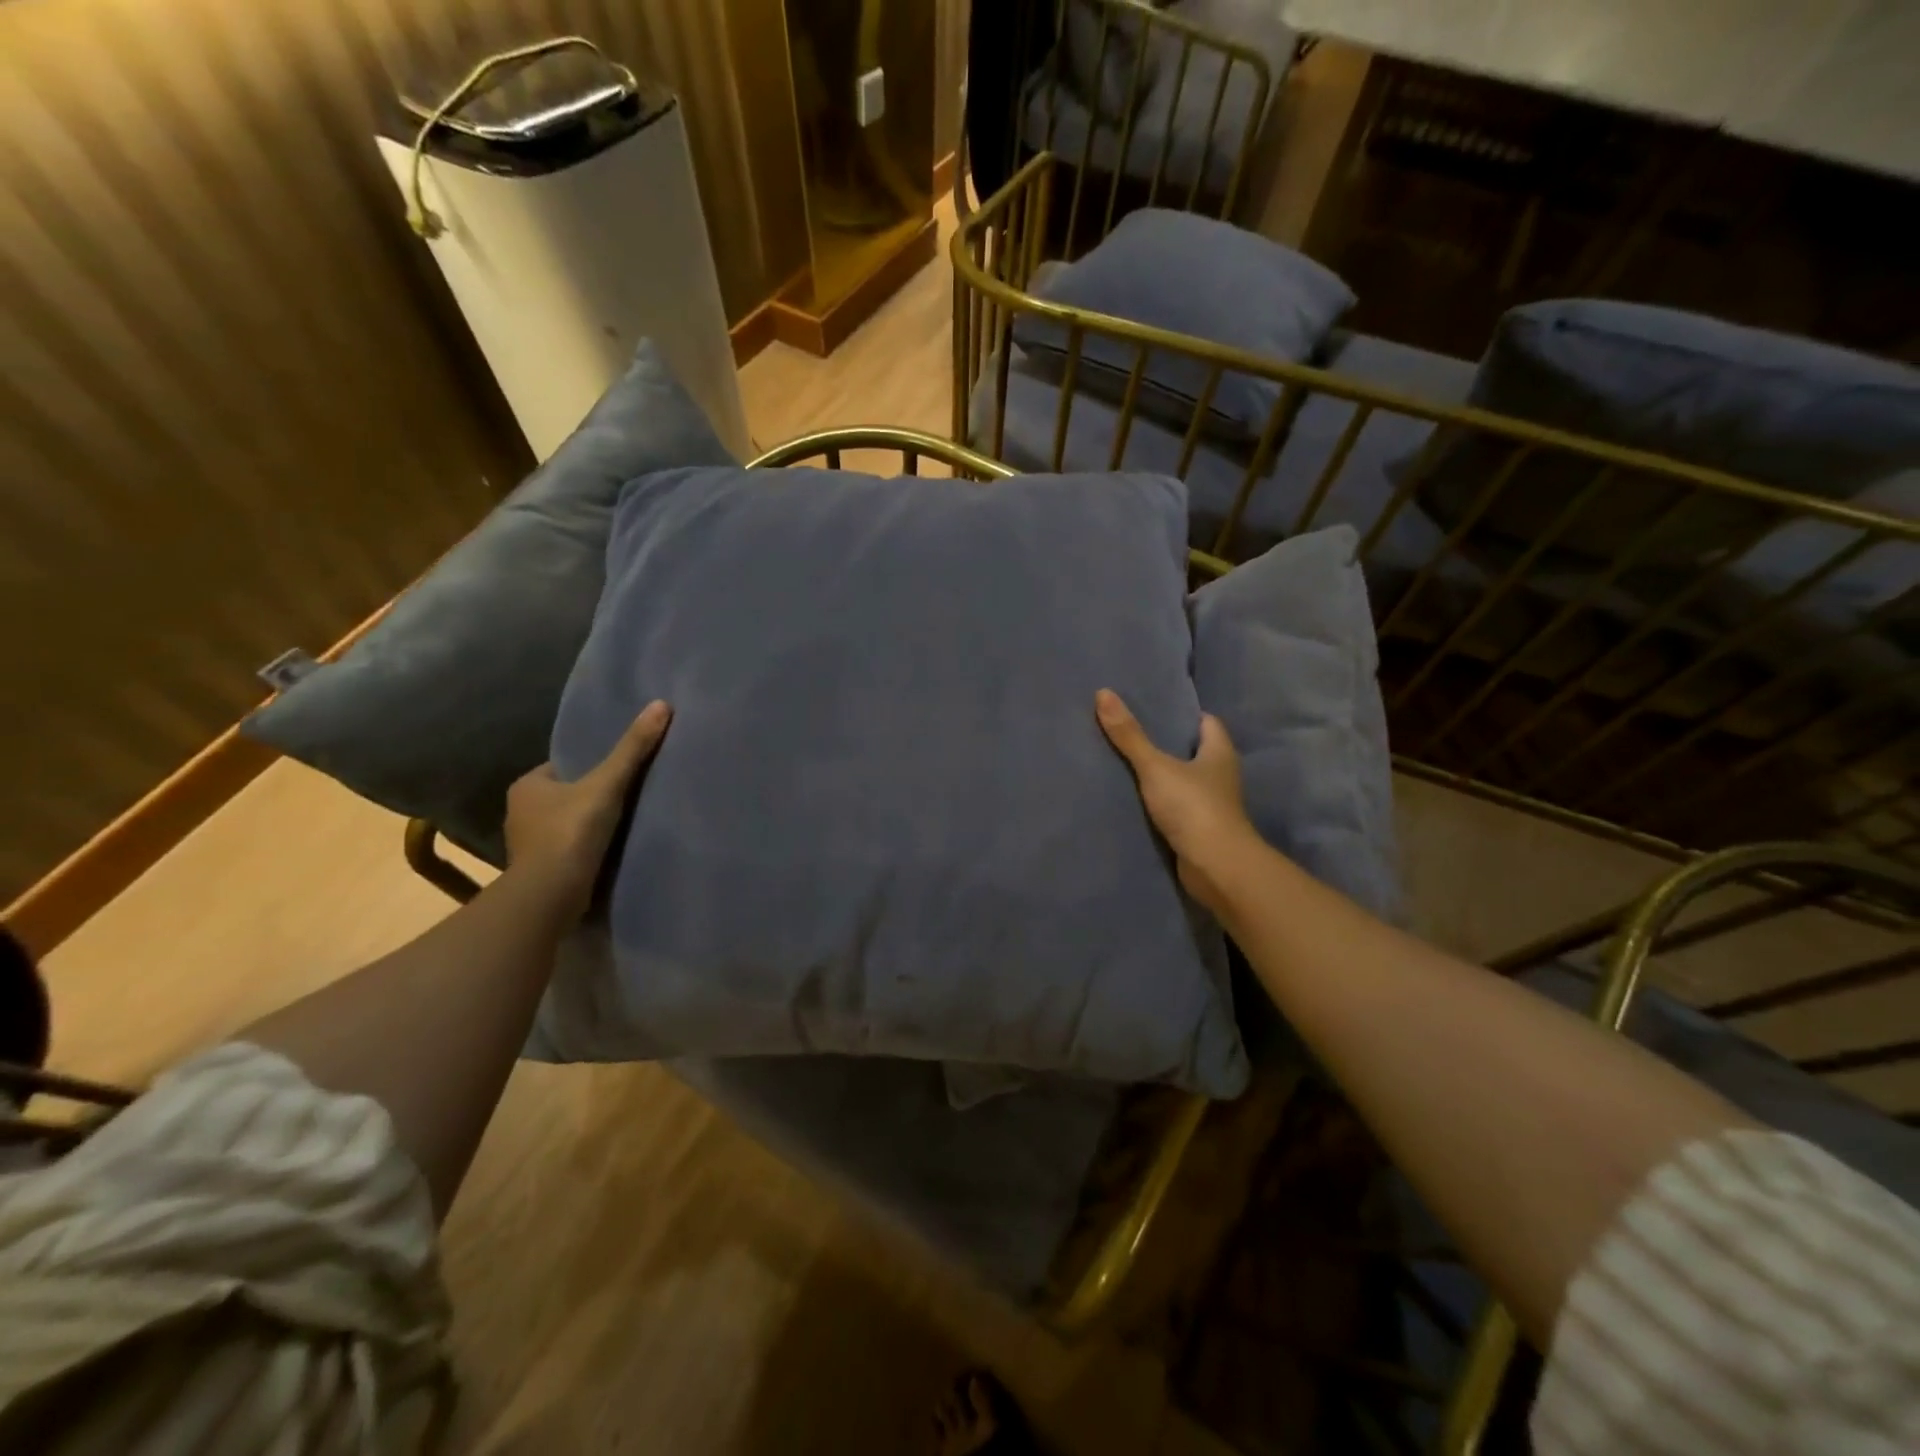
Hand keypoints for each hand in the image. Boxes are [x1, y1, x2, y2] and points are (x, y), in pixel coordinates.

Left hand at [504, 700, 671, 922]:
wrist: (550, 895)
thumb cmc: (571, 832)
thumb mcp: (607, 784)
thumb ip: (632, 749)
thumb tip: (661, 705)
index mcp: (527, 786)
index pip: (563, 767)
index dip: (589, 767)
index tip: (617, 771)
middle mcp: (519, 812)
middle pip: (565, 795)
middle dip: (589, 796)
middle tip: (626, 795)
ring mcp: (527, 844)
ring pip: (565, 824)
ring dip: (588, 825)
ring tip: (624, 823)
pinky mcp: (540, 870)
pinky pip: (568, 849)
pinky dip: (585, 848)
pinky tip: (609, 850)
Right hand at [1096, 689, 1259, 915]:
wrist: (1215, 867)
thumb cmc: (1193, 807)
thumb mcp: (1156, 766)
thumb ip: (1130, 735)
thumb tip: (1103, 693)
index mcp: (1219, 752)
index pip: (1207, 722)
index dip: (1184, 714)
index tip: (1154, 708)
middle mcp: (1221, 775)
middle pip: (1194, 751)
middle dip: (1168, 743)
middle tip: (1131, 732)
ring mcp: (1212, 804)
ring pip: (1184, 780)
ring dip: (1162, 775)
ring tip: (1126, 763)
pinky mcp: (1200, 829)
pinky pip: (1176, 807)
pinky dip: (1160, 802)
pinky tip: (1134, 799)